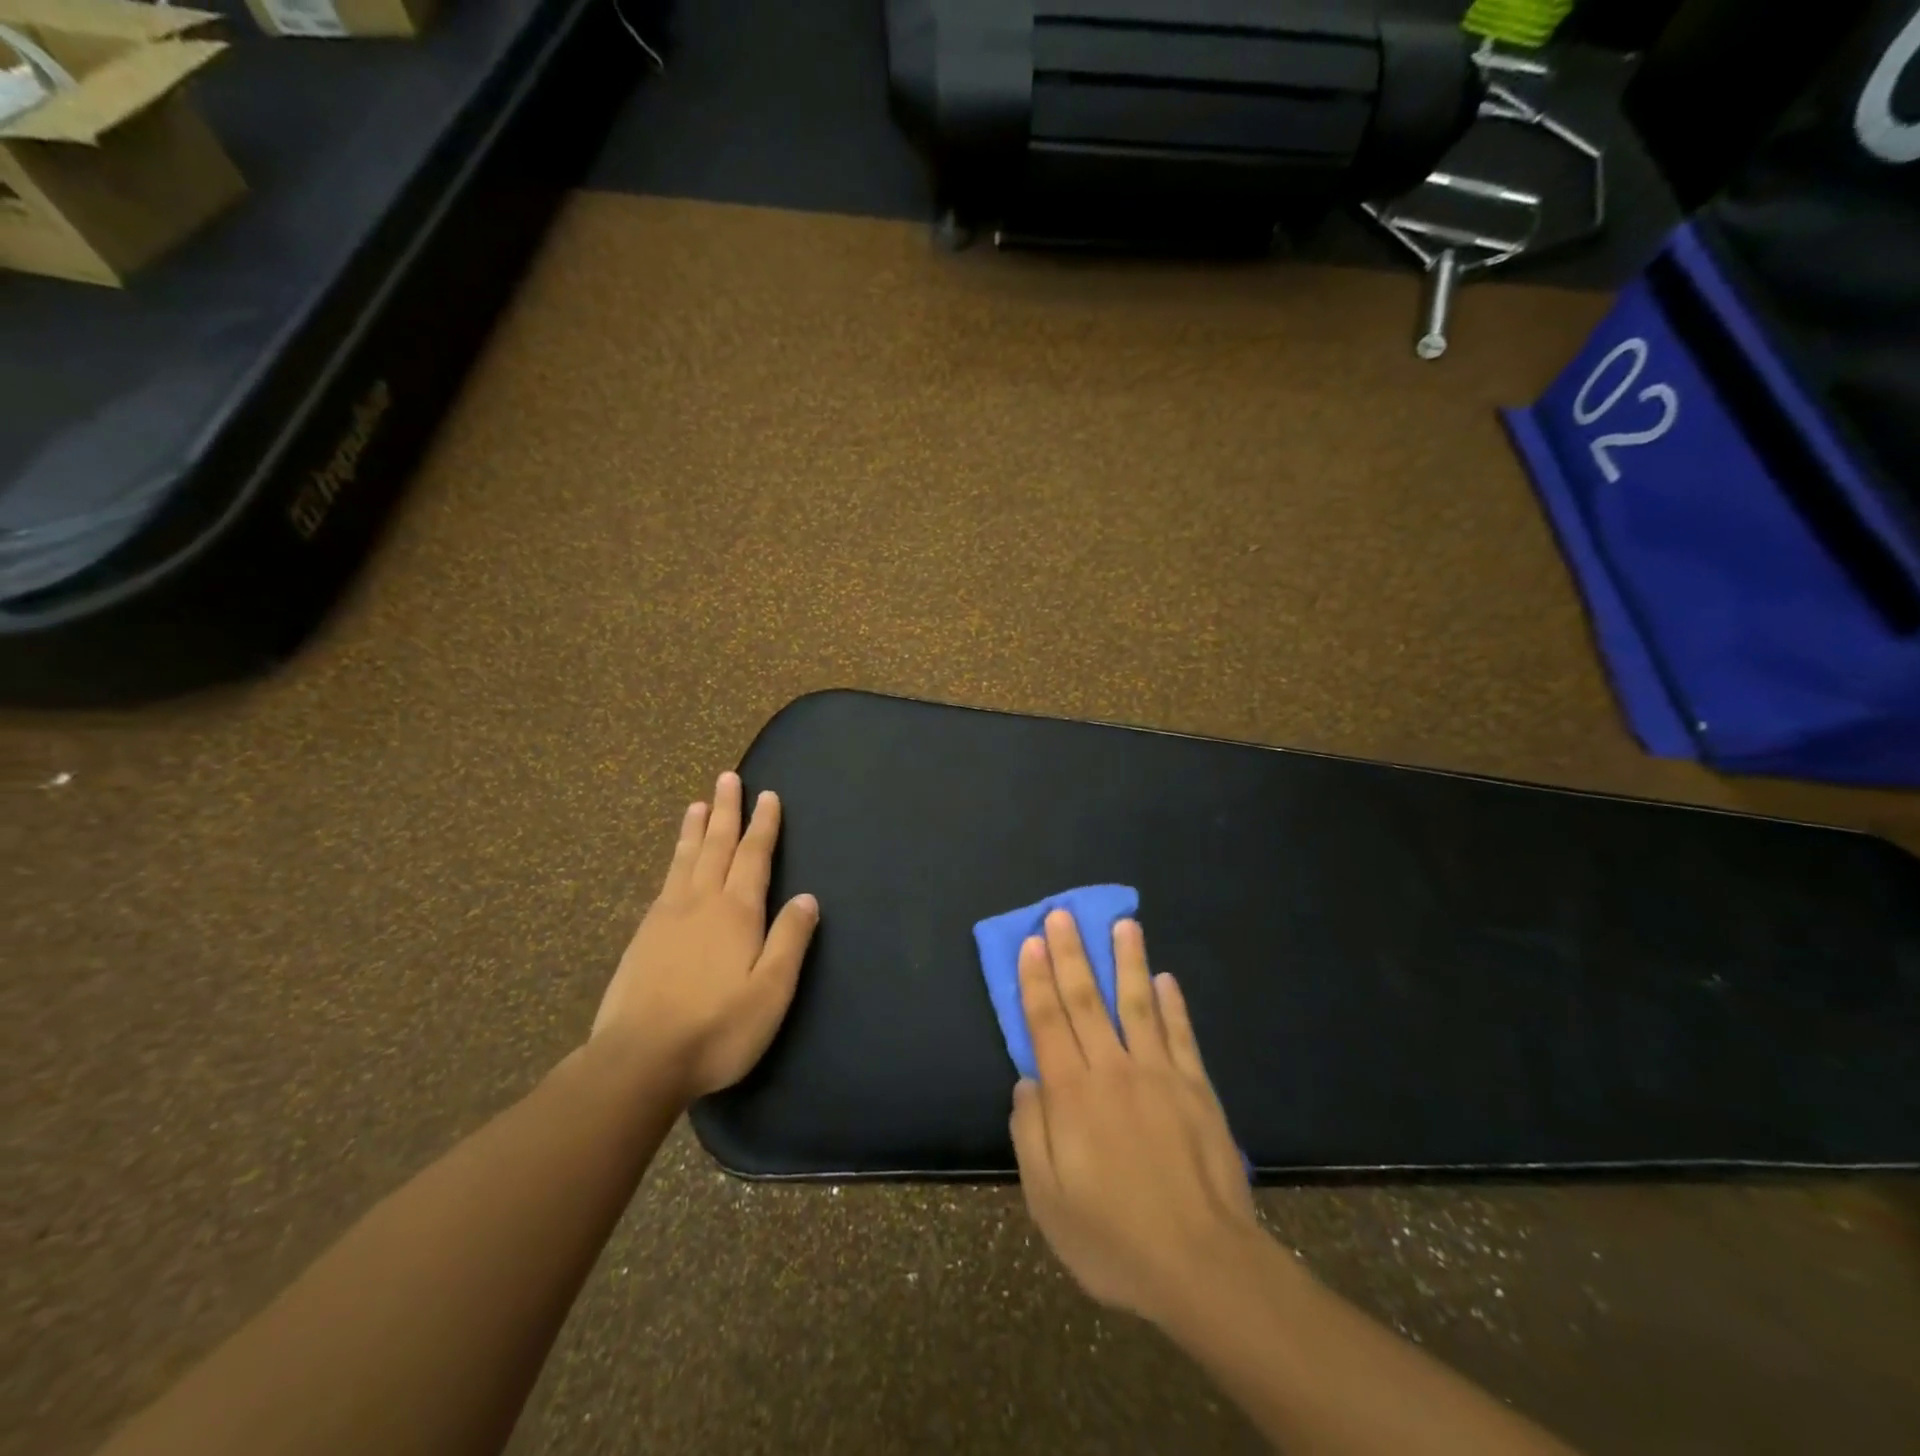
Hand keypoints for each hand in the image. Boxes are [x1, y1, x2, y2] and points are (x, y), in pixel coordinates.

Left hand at [591, 771, 818, 1100]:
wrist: (639, 1060)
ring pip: (685, 860)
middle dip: (727, 811)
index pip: (754, 857)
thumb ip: (789, 940)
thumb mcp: (771, 991)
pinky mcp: (642, 936)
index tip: (767, 795)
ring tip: (698, 803)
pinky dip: (674, 859)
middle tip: (728, 777)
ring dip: (696, 829)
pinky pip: (665, 882)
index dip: (763, 825)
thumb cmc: (717, 1028)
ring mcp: (667, 917)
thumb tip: (808, 897)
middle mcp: (701, 903)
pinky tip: (675, 862)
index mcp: (736, 913)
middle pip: (717, 846)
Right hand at [1010, 910, 1260, 1326]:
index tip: (1032, 942)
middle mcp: (1112, 1070)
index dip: (1036, 979)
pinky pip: (1180, 1035)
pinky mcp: (1196, 1088)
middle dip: (1071, 954)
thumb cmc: (1114, 1240)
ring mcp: (1159, 1074)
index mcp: (1072, 1095)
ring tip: (1124, 924)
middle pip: (1086, 1000)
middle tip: (1064, 913)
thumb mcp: (1048, 1202)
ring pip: (1137, 1004)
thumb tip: (1027, 1079)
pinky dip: (1172, 1004)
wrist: (1202, 1266)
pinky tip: (1166, 979)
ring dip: (1128, 961)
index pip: (1047, 1022)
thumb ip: (1031, 1133)